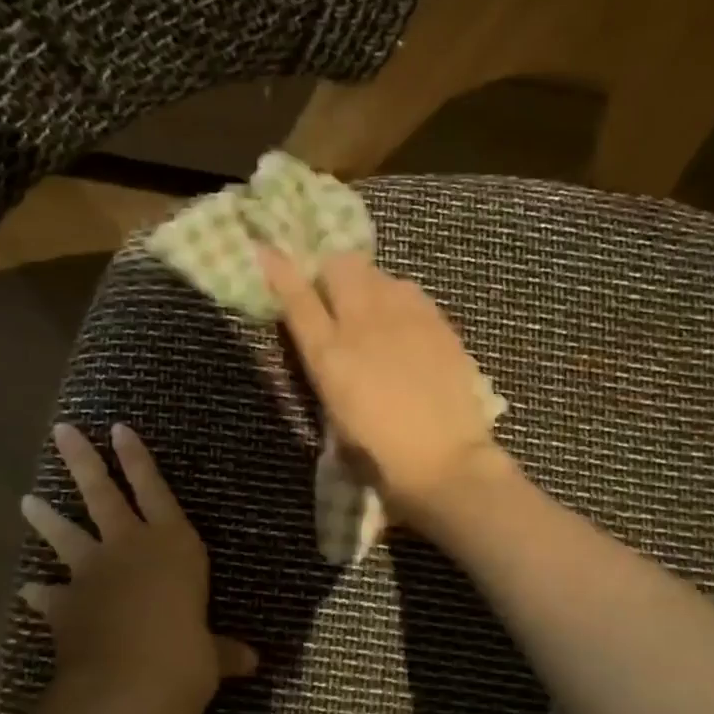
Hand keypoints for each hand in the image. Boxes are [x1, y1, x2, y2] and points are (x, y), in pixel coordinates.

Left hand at [21, 423, 256, 713]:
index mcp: (174, 546)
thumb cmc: (183, 661)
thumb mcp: (211, 658)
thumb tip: (252, 662)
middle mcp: (130, 548)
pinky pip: (49, 595)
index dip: (137, 458)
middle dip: (83, 460)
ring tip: (26, 500)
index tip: (118, 428)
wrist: (123, 694)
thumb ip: (224, 652)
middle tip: (62, 431)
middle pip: (102, 494)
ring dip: (46, 517)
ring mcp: (92, 575)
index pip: (155, 489)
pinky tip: (30, 590)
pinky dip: (40, 593)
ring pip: (66, 534)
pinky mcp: (66, 608)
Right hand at [258, 246, 513, 525]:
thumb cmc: (381, 458)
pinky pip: (410, 291)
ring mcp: (405, 318)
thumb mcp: (336, 419)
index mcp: (329, 356)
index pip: (297, 299)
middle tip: (336, 294)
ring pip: (378, 273)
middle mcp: (363, 324)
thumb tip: (328, 350)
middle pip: (340, 266)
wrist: (445, 462)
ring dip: (368, 285)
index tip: (268, 251)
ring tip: (375, 311)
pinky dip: (399, 299)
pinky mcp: (438, 322)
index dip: (280, 271)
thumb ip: (327, 375)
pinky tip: (405, 325)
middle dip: (332, 273)